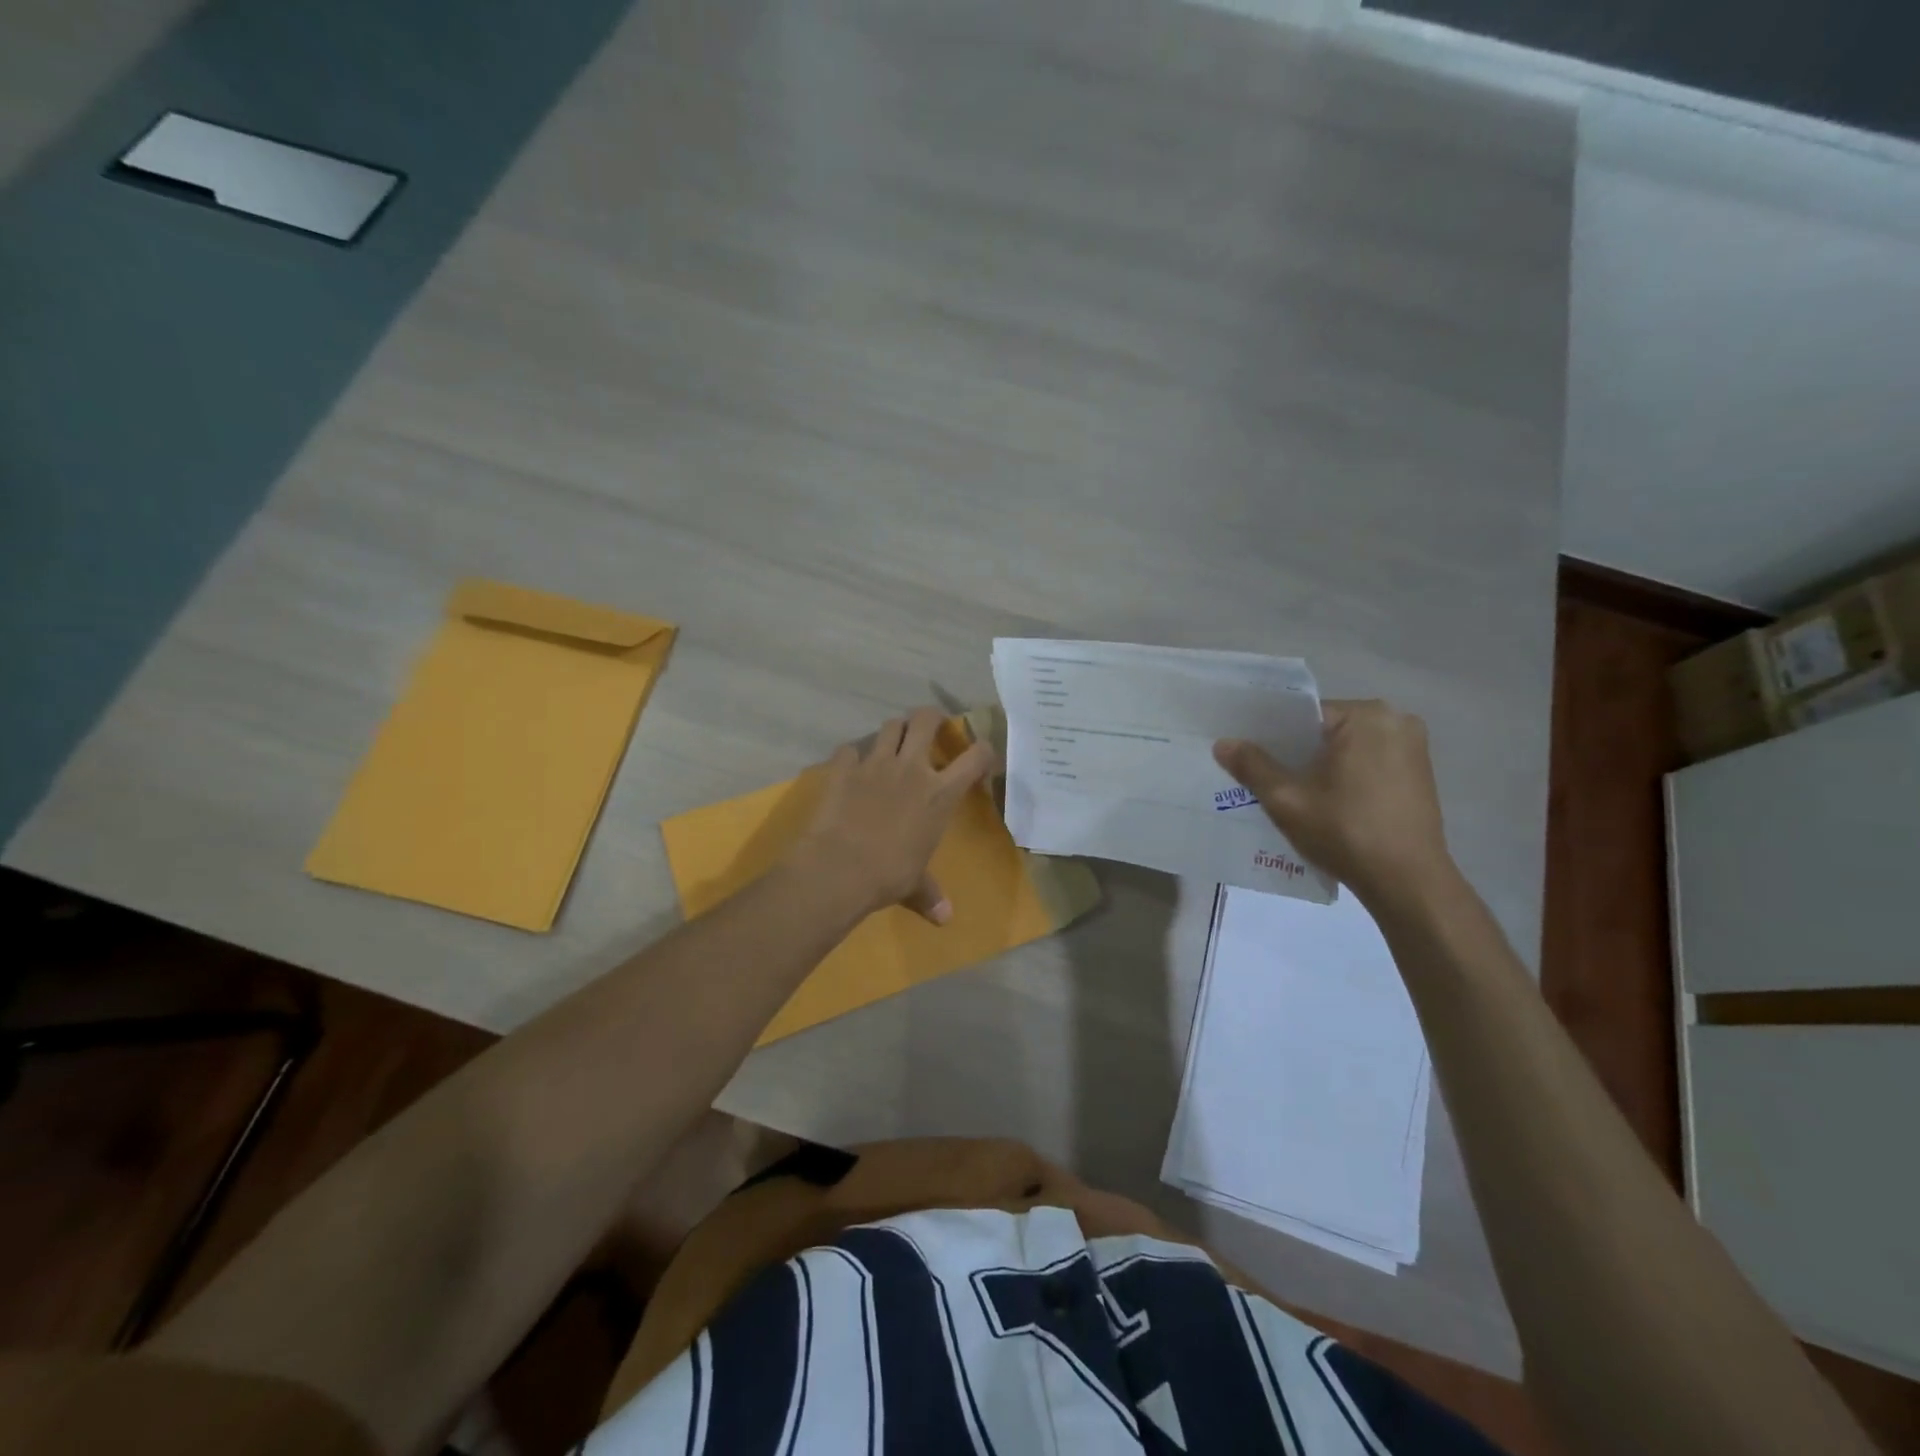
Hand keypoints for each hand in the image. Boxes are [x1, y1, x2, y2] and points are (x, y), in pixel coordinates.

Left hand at [790, 707, 997, 923]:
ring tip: (894, 743)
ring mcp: (875, 764)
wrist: (839, 868)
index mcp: (939, 793)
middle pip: (926, 720)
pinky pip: (849, 749)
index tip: (981, 756)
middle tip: (931, 728)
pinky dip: (853, 755)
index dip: (983, 750)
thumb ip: (930, 894)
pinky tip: (851, 767)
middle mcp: (911, 768)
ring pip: (890, 726)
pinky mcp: (843, 768)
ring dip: (895, 730)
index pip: (975, 757)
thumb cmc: (888, 875)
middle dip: (932, 718)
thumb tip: (945, 919)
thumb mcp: (915, 885)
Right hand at [1214, 699, 1453, 907]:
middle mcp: (1396, 720)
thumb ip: (1252, 766)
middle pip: (1326, 730)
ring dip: (1321, 765)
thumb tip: (1223, 743)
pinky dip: (1345, 775)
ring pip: (1347, 747)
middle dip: (1296, 751)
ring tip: (1292, 791)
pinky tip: (1326, 801)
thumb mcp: (1287, 799)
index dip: (1272, 736)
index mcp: (1366, 716)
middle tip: (1264, 776)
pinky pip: (1368, 762)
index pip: (1303, 715)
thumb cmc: (1345, 832)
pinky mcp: (1421, 772)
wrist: (1408, 882)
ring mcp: (1413, 747)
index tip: (1249, 756)